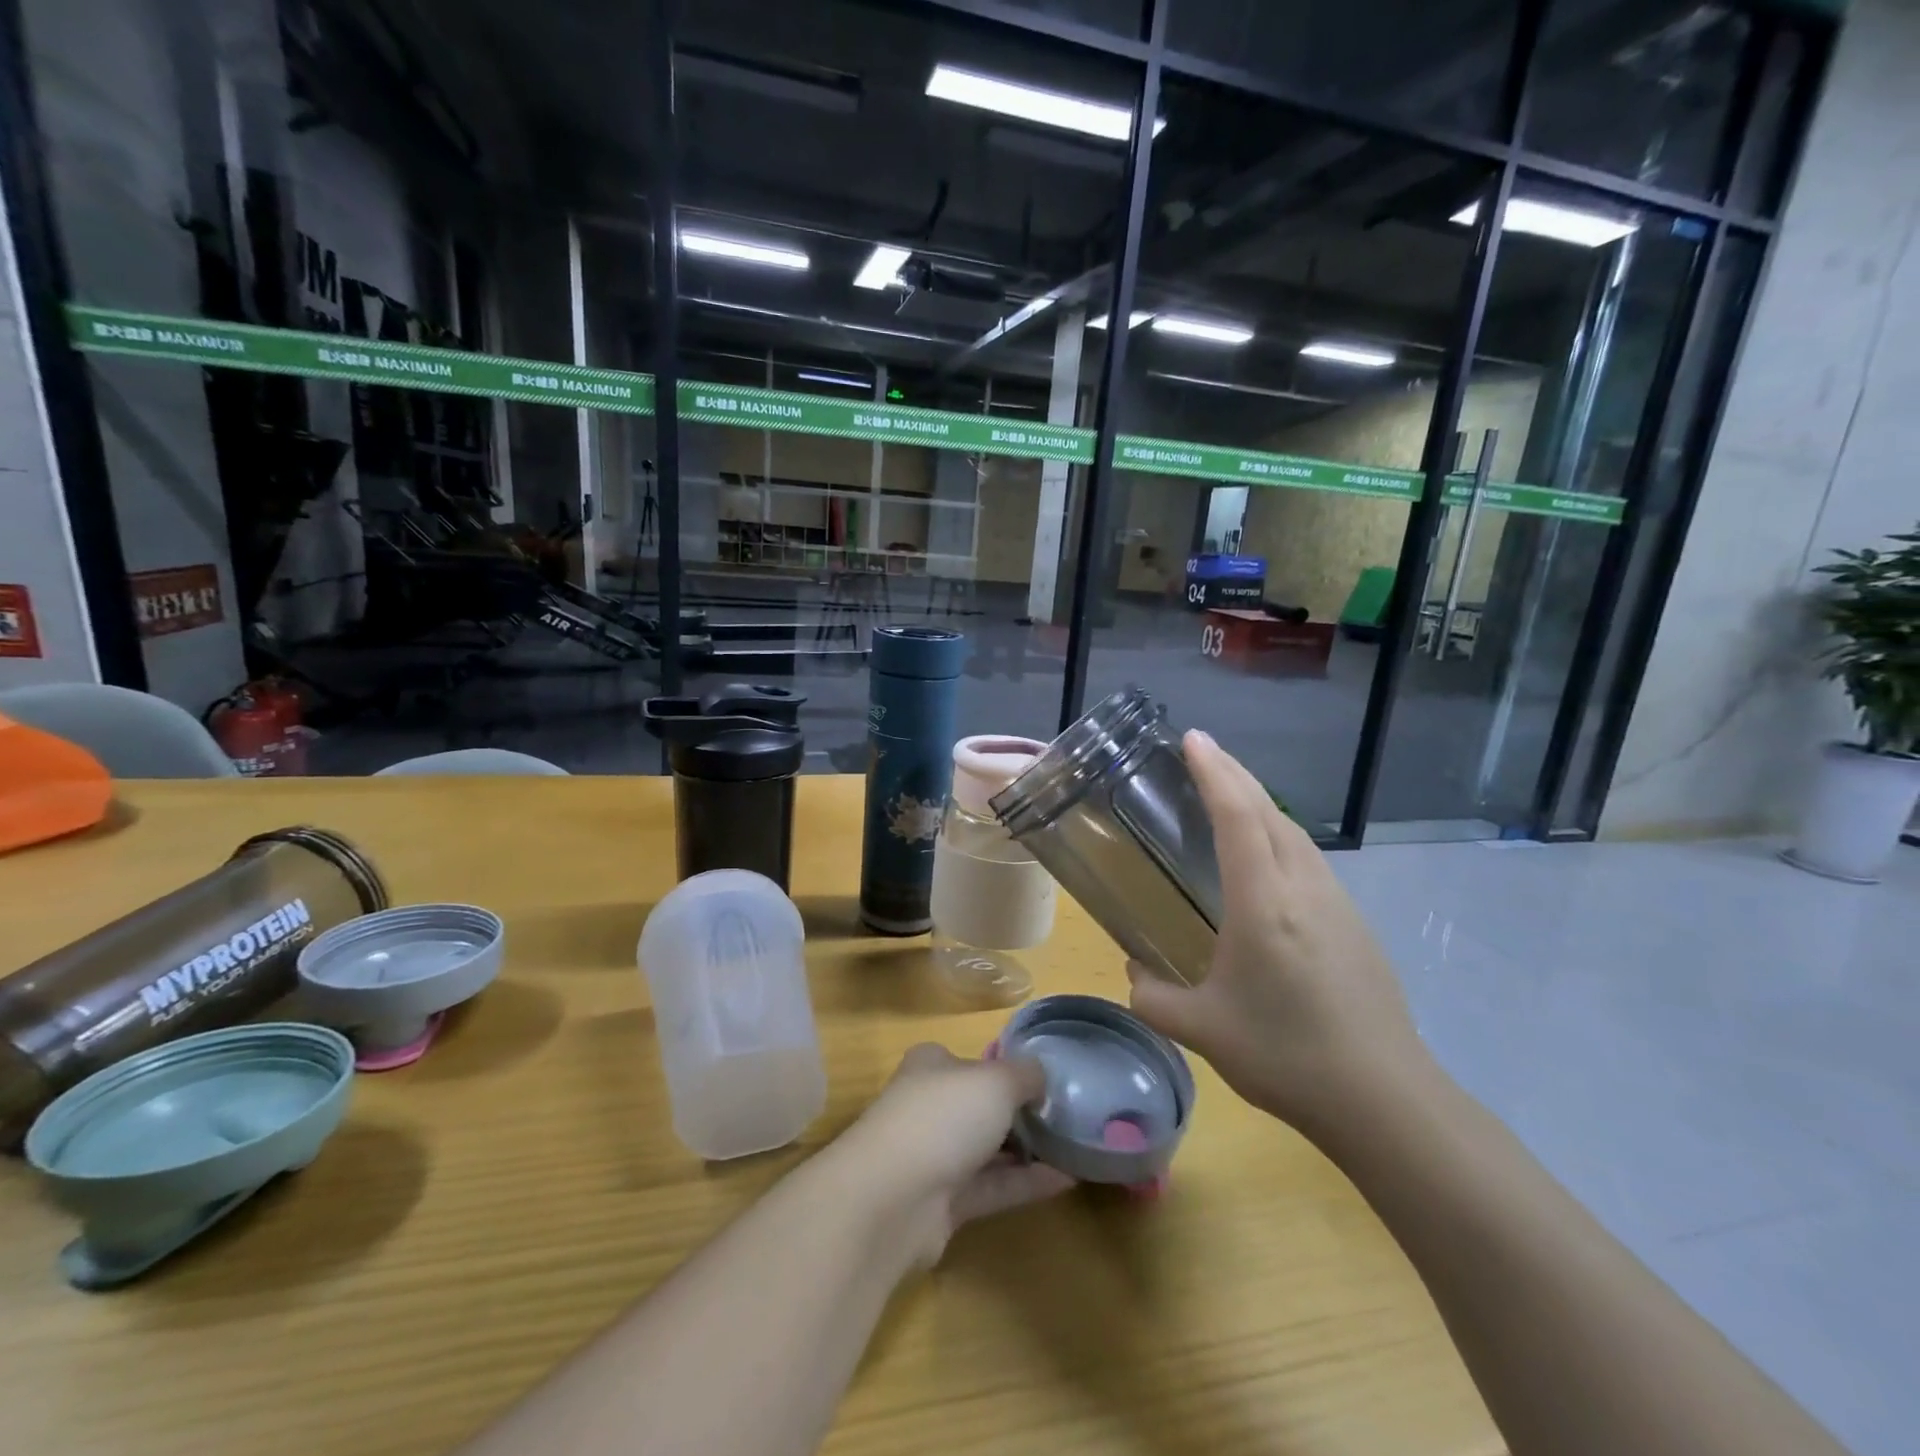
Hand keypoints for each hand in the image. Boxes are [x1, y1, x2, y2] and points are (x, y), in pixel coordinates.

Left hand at [834, 1044, 1073, 1267]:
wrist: (893, 1199)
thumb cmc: (943, 1117)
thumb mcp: (996, 1081)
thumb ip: (1025, 1075)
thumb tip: (1041, 1076)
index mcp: (932, 1065)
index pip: (973, 1061)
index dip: (1008, 1068)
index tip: (1047, 1080)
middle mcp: (930, 1106)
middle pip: (981, 1106)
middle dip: (1021, 1112)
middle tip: (1069, 1116)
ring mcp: (934, 1156)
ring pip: (988, 1149)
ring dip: (1028, 1150)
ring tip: (1076, 1148)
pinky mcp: (942, 1204)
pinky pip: (992, 1187)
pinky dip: (1025, 1183)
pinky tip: (1066, 1181)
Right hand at [1124, 731, 1428, 1136]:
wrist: (1385, 1099)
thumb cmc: (1285, 1056)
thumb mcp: (1202, 1029)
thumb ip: (1154, 998)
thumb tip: (1135, 975)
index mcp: (1264, 903)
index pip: (1239, 817)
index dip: (1215, 772)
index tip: (1193, 739)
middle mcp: (1304, 888)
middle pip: (1269, 811)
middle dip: (1234, 774)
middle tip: (1202, 751)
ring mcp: (1336, 903)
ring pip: (1294, 832)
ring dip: (1259, 801)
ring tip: (1229, 792)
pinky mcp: (1354, 924)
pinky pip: (1309, 858)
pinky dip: (1279, 834)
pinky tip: (1266, 857)